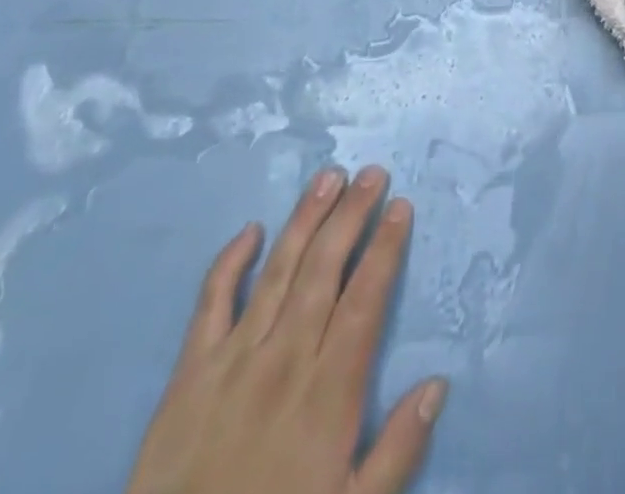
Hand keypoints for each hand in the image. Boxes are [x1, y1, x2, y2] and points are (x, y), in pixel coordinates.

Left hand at [126, 166, 445, 493]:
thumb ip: (397, 452)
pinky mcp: (187, 376)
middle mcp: (283, 362)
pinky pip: (210, 304)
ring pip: (278, 272)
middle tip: (373, 173)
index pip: (364, 300)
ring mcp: (231, 363)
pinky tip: (251, 230)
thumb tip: (437, 383)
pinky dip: (230, 262)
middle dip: (352, 214)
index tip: (401, 206)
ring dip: (305, 220)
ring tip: (328, 177)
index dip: (385, 248)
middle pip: (324, 269)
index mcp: (327, 394)